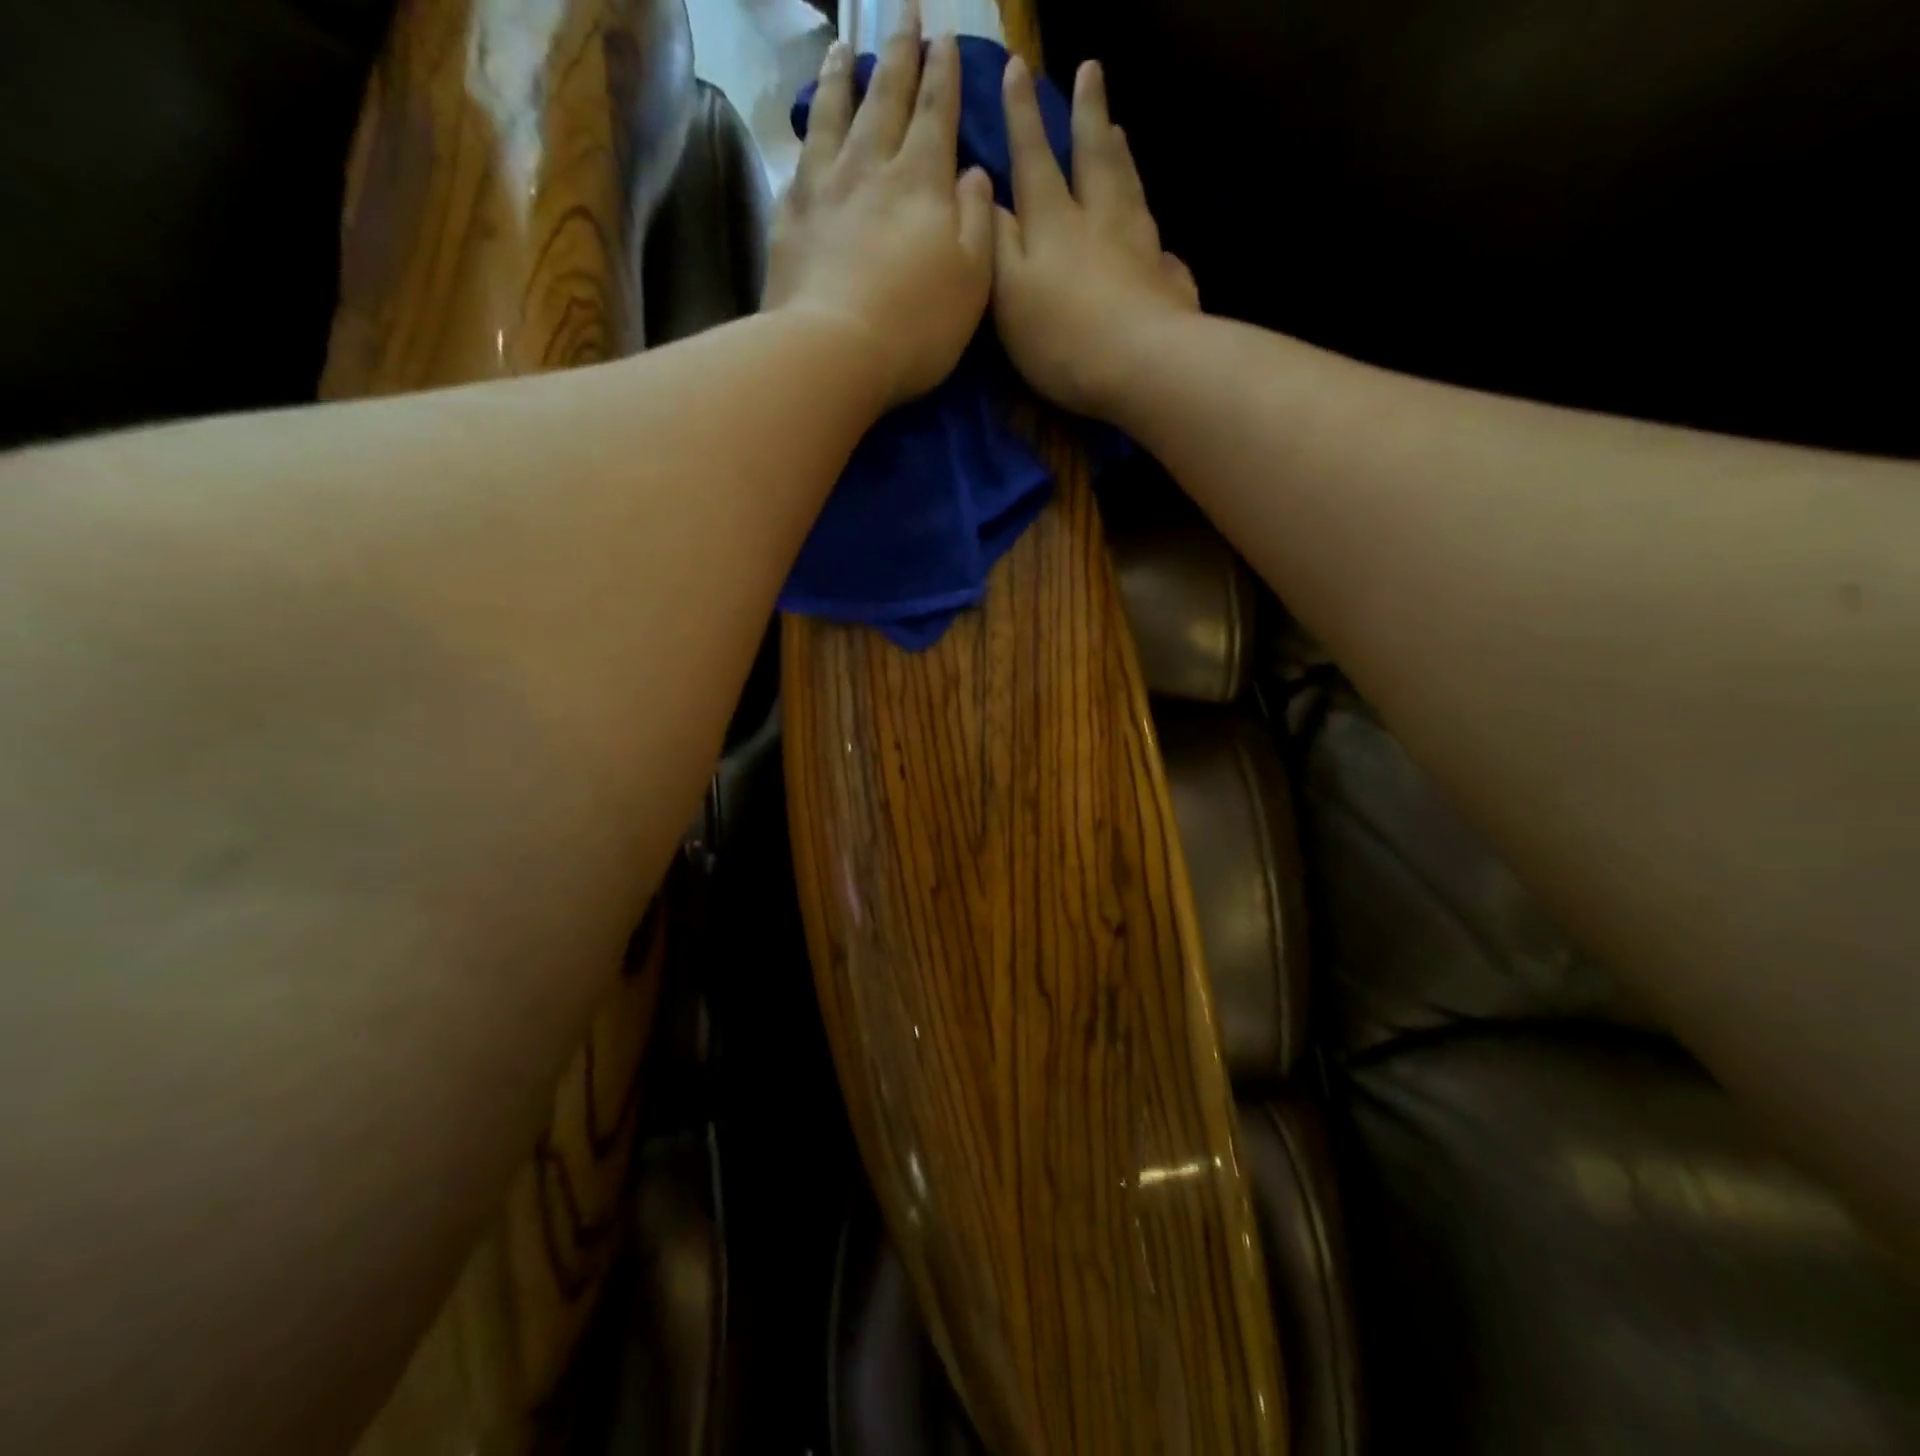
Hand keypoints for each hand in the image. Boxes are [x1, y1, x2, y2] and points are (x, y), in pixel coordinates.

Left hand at [763, 21, 995, 408]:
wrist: (833, 352)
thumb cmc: (916, 326)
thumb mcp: (973, 281)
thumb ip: (978, 222)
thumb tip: (975, 174)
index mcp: (922, 182)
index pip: (937, 112)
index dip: (943, 74)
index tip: (946, 38)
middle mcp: (871, 168)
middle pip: (886, 97)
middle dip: (899, 52)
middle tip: (903, 12)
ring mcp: (824, 188)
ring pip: (834, 114)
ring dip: (842, 76)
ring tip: (843, 46)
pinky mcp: (789, 217)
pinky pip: (799, 159)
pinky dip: (806, 134)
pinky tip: (807, 127)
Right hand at [992, 56, 1199, 419]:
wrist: (1141, 366)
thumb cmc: (1063, 336)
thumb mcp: (1008, 293)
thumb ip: (997, 244)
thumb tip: (986, 197)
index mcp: (1054, 222)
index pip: (1033, 158)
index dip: (1022, 116)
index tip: (1018, 69)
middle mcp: (1100, 221)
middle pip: (1093, 157)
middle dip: (1087, 113)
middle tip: (1091, 70)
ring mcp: (1140, 248)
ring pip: (1130, 189)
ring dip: (1121, 157)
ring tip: (1119, 131)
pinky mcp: (1167, 282)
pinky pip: (1160, 249)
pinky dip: (1153, 234)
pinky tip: (1157, 239)